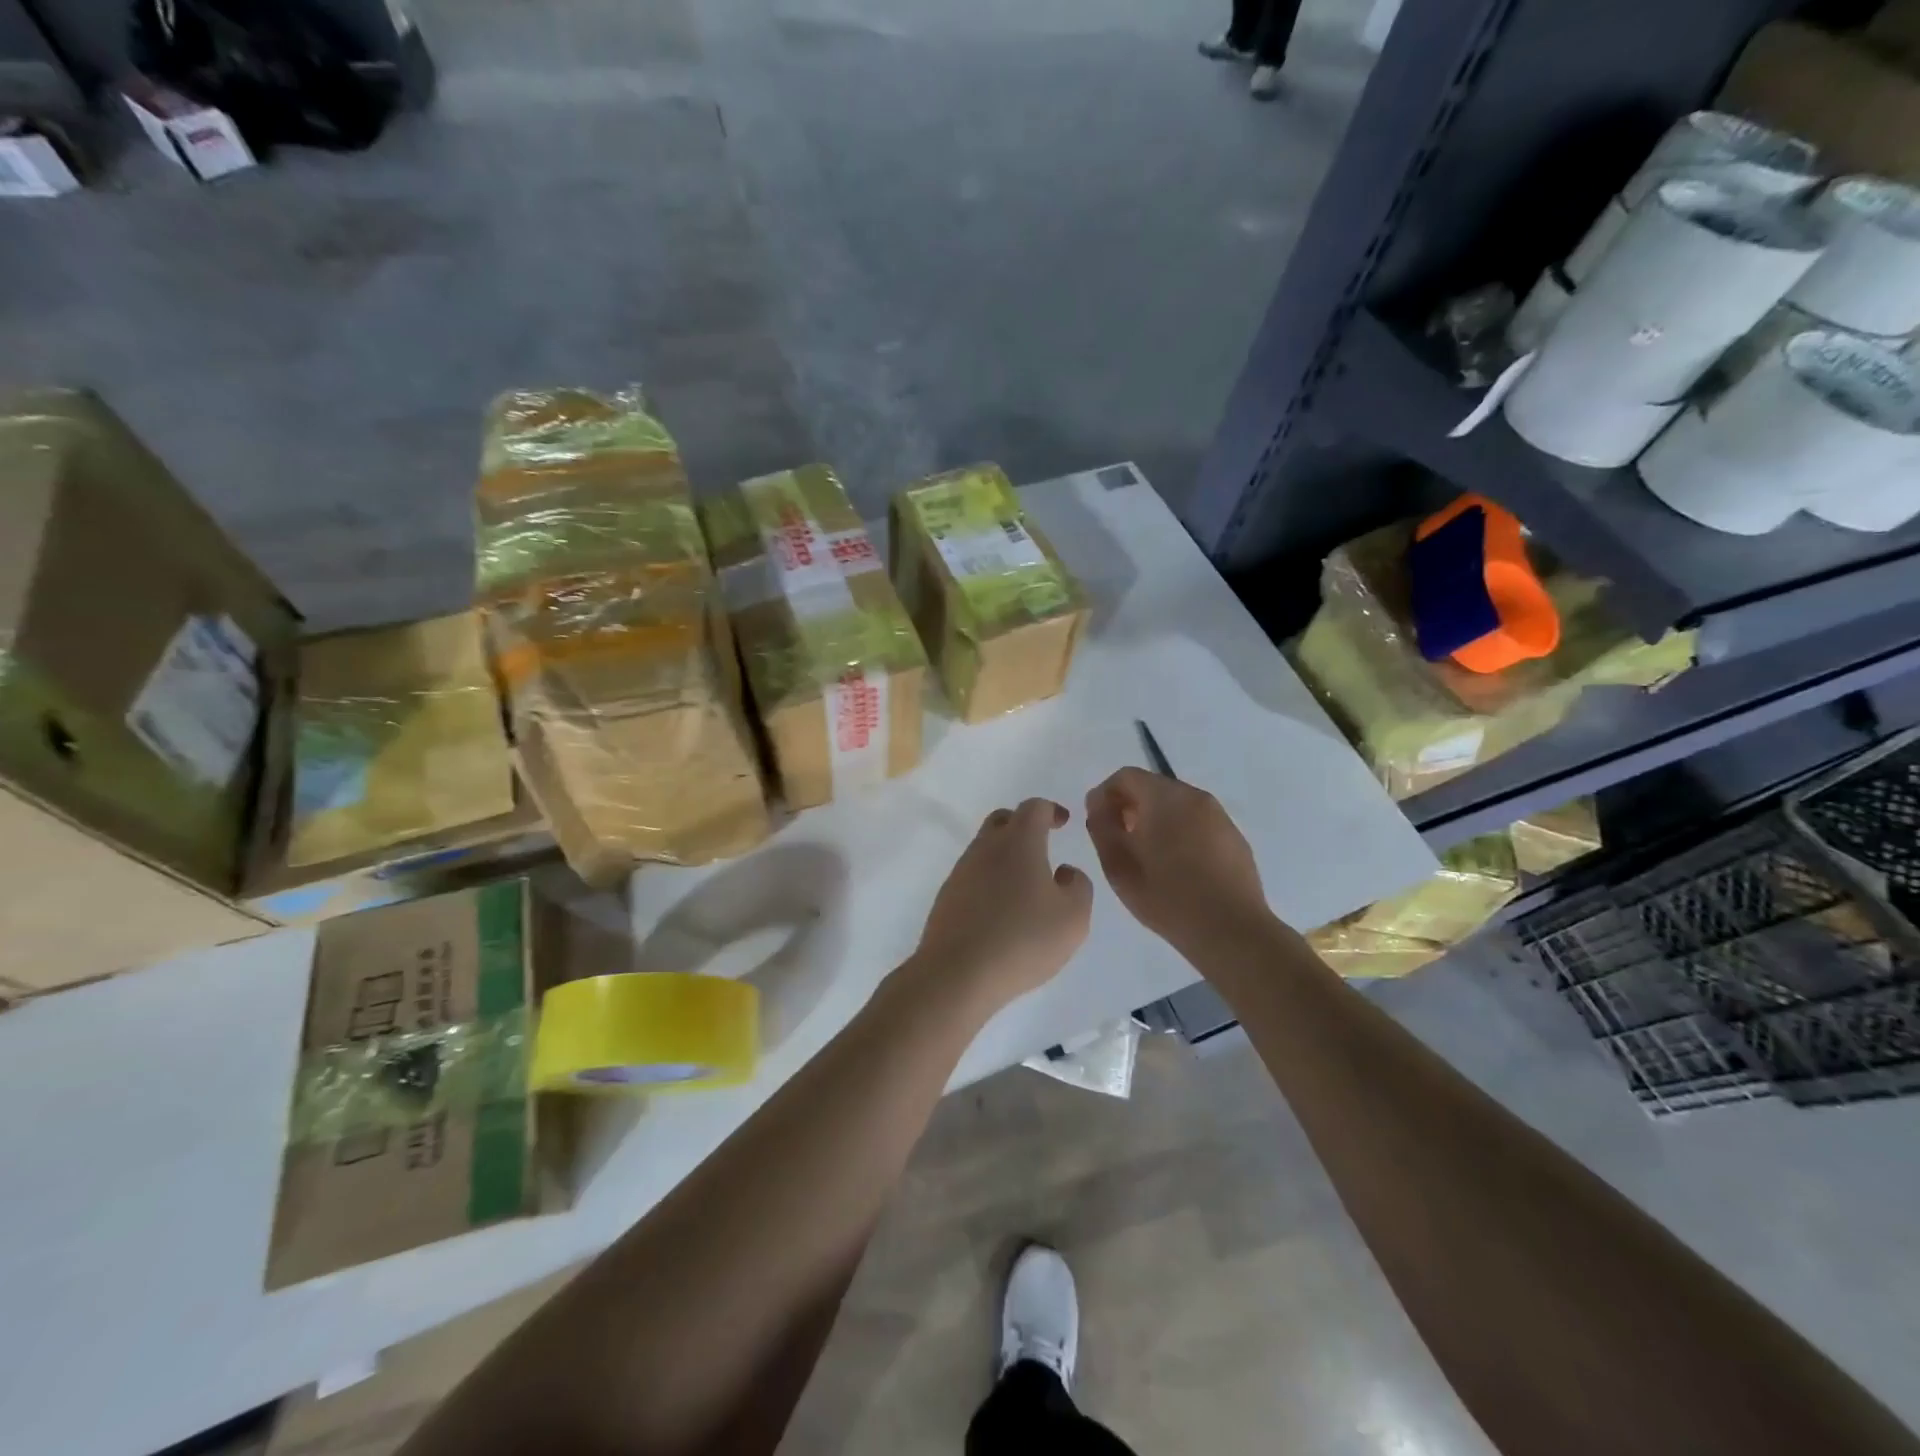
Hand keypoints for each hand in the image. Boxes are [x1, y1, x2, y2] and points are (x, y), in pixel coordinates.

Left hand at [909, 798, 1093, 1008]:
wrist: (957, 973)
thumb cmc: (1023, 939)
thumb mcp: (1073, 917)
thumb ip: (1078, 886)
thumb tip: (1064, 872)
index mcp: (1018, 841)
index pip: (1034, 808)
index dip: (1051, 810)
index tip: (1064, 822)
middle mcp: (985, 847)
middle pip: (1002, 820)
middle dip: (1023, 825)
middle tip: (1042, 844)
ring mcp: (961, 872)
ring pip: (985, 849)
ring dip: (1005, 856)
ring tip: (1026, 885)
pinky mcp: (947, 898)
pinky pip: (973, 876)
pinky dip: (990, 881)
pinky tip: (1002, 909)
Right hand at [1085, 768, 1269, 953]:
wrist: (1231, 931)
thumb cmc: (1168, 898)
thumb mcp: (1119, 867)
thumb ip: (1102, 828)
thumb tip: (1099, 806)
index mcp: (1166, 798)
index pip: (1126, 776)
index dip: (1104, 795)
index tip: (1096, 822)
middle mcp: (1196, 797)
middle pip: (1153, 787)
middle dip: (1130, 806)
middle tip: (1118, 839)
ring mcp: (1220, 816)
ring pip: (1177, 805)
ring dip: (1155, 819)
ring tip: (1146, 855)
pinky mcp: (1234, 837)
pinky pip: (1198, 822)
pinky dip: (1180, 831)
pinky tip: (1177, 866)